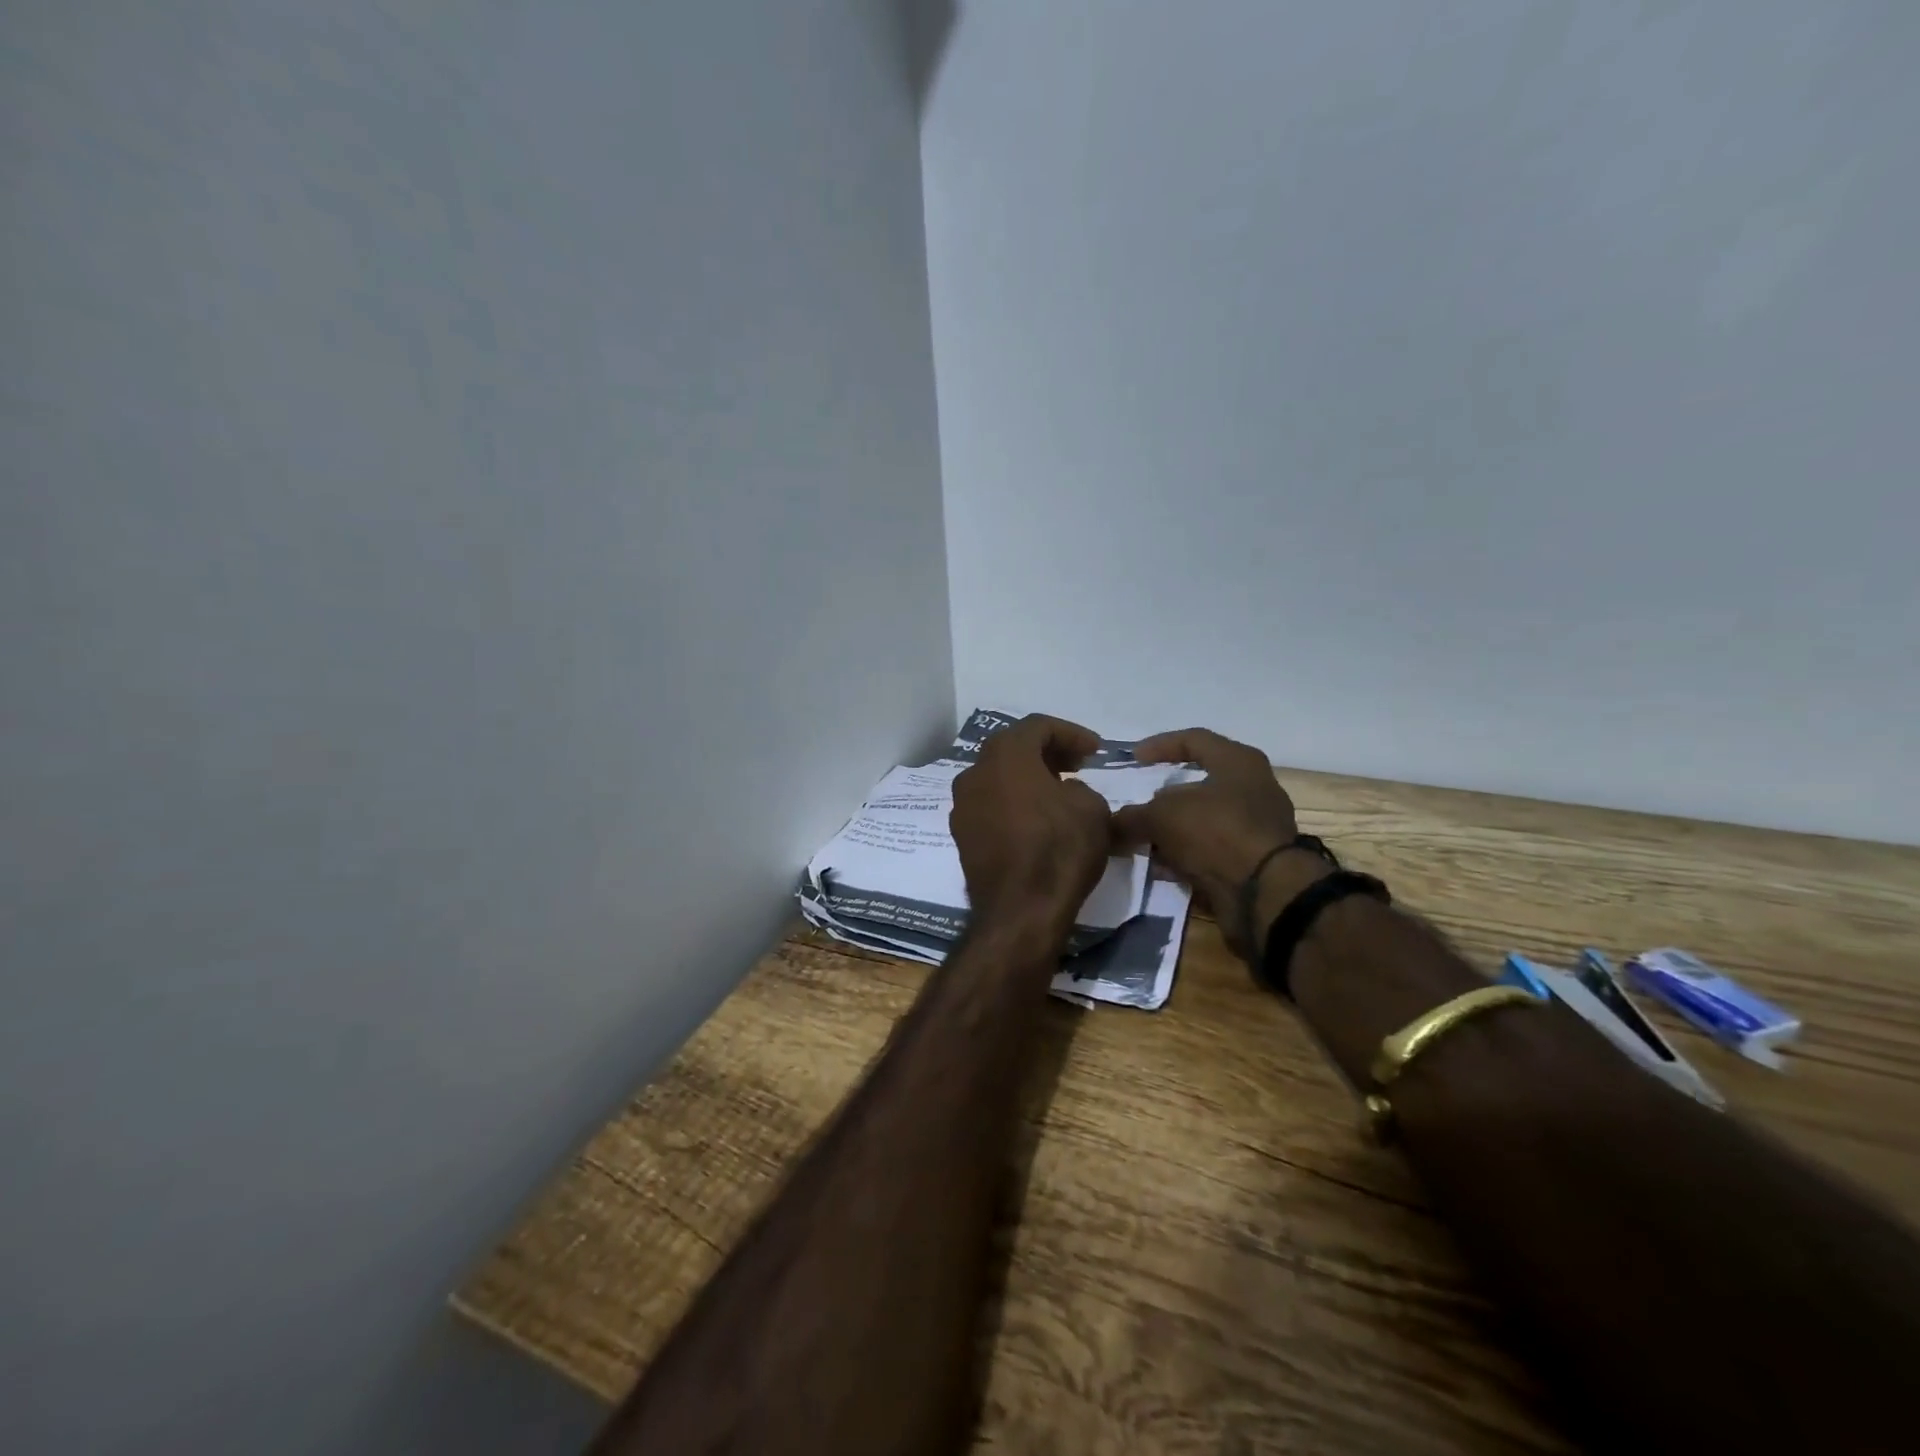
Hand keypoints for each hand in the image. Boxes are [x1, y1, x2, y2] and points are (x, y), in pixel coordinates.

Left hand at [949, 714, 1112, 924]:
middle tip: (1077, 765)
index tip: (1096, 751)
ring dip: (1027, 778)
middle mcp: (974, 772)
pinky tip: (1036, 821)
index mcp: (1005, 755)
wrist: (1020, 910)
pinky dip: (1012, 803)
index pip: (1038, 726)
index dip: (1071, 733)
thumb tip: (1066, 793)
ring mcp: (961, 805)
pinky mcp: (961, 836)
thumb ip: (1080, 788)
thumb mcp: (1092, 808)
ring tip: (1058, 793)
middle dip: (1047, 752)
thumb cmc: (1059, 849)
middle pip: (1012, 748)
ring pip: (998, 777)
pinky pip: (990, 805)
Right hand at [1112, 728, 1313, 957]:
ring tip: (1144, 840)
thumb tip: (1112, 824)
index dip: (1159, 746)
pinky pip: (1213, 850)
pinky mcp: (1257, 861)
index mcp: (1238, 762)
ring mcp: (1259, 826)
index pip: (1194, 739)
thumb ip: (1132, 816)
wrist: (1265, 892)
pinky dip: (1188, 855)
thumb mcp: (1161, 816)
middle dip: (1166, 795)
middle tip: (1139, 802)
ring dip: (1174, 829)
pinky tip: (1163, 867)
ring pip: (1205, 820)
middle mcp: (1254, 788)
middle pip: (1201, 782)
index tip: (1133, 758)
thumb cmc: (1216, 831)